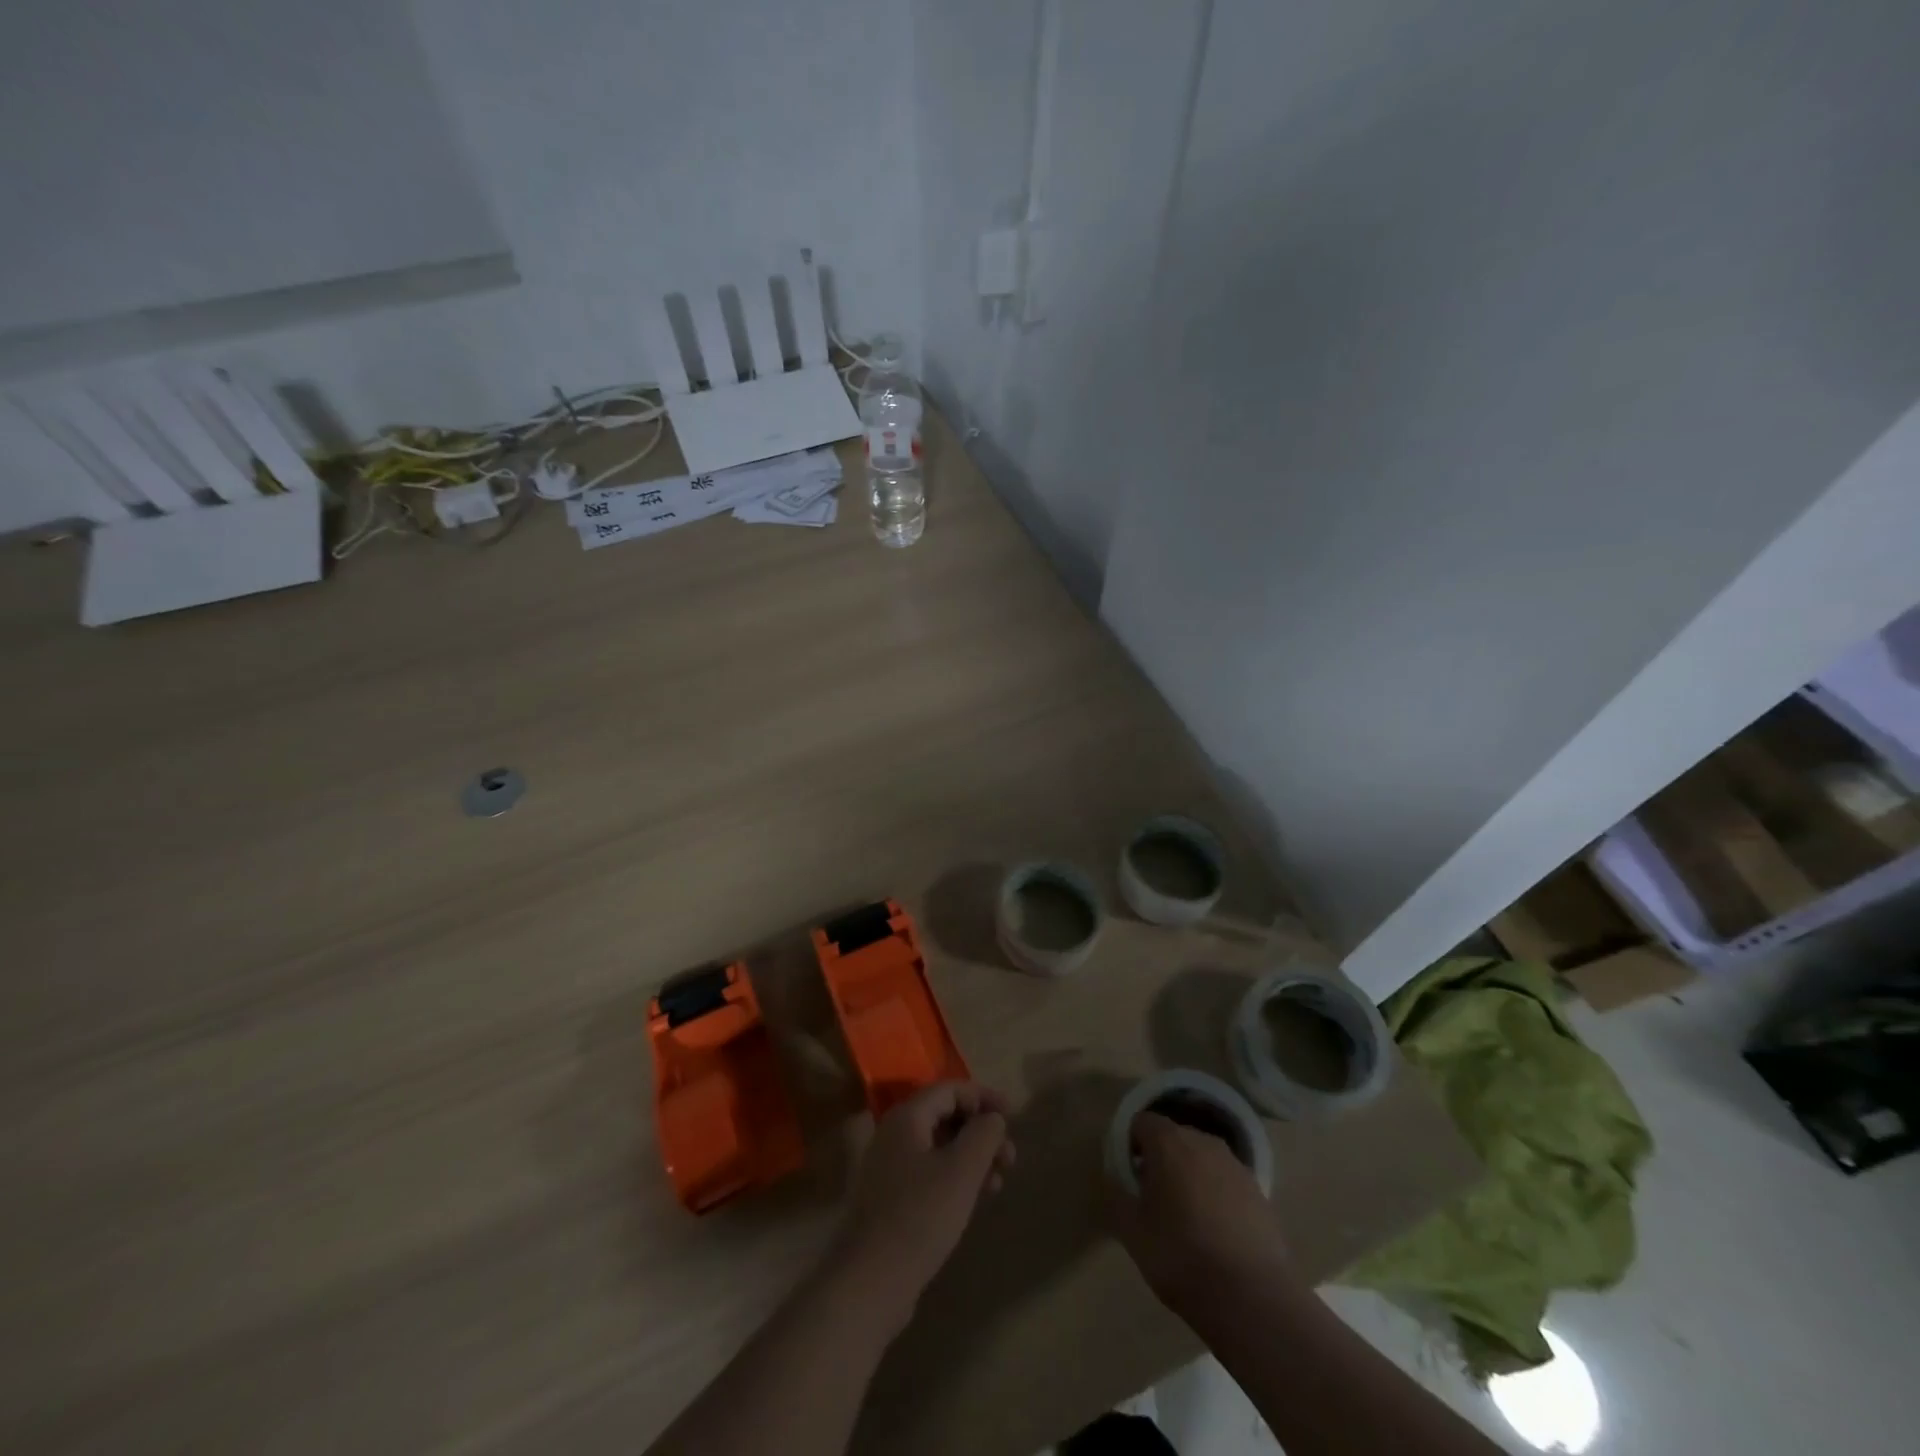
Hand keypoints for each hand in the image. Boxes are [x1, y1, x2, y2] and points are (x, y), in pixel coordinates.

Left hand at [830, 1082, 1015, 1332]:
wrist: (870, 1281)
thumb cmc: (920, 1217)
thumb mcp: (962, 1171)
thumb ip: (984, 1135)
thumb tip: (993, 1118)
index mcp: (906, 1117)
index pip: (950, 1090)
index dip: (984, 1097)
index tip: (1013, 1115)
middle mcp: (892, 1134)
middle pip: (944, 1116)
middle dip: (980, 1131)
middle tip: (1010, 1156)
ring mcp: (887, 1167)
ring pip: (938, 1146)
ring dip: (971, 1156)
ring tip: (998, 1181)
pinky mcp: (889, 1198)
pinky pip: (928, 1171)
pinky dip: (954, 1176)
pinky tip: (973, 1199)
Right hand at [1107, 1111, 1295, 1316]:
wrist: (1252, 1298)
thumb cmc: (1180, 1257)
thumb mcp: (1132, 1231)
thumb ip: (1118, 1195)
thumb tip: (1117, 1178)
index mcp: (1168, 1142)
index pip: (1142, 1122)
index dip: (1131, 1145)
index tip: (1130, 1176)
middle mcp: (1203, 1141)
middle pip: (1174, 1137)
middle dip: (1161, 1159)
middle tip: (1154, 1198)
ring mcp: (1235, 1165)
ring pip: (1202, 1158)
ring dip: (1190, 1175)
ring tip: (1187, 1217)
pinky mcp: (1259, 1191)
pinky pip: (1226, 1181)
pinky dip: (1216, 1195)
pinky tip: (1216, 1232)